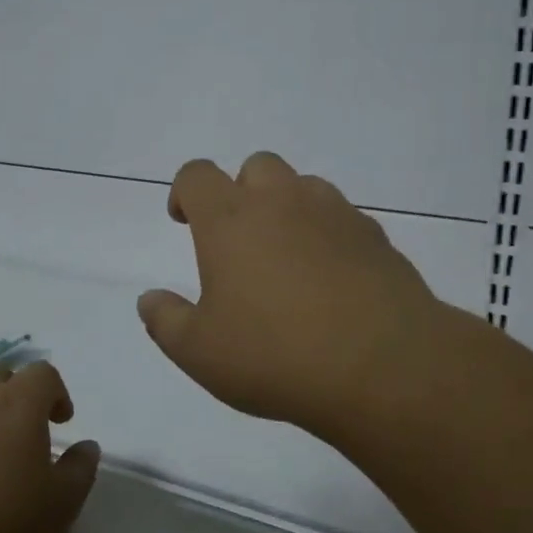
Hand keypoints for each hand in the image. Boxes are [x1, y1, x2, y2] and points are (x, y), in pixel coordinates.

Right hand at [137, 152, 445, 436]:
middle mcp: (282, 202)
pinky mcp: (375, 236)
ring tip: (287, 258)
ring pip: (304, 186)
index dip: (184, 192)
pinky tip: (331, 279)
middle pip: (256, 167)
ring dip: (288, 208)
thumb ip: (165, 321)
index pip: (197, 175)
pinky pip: (342, 218)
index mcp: (230, 220)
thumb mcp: (200, 352)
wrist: (382, 365)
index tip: (183, 221)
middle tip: (239, 241)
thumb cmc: (275, 355)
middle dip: (241, 192)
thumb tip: (149, 300)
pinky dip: (328, 234)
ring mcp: (335, 214)